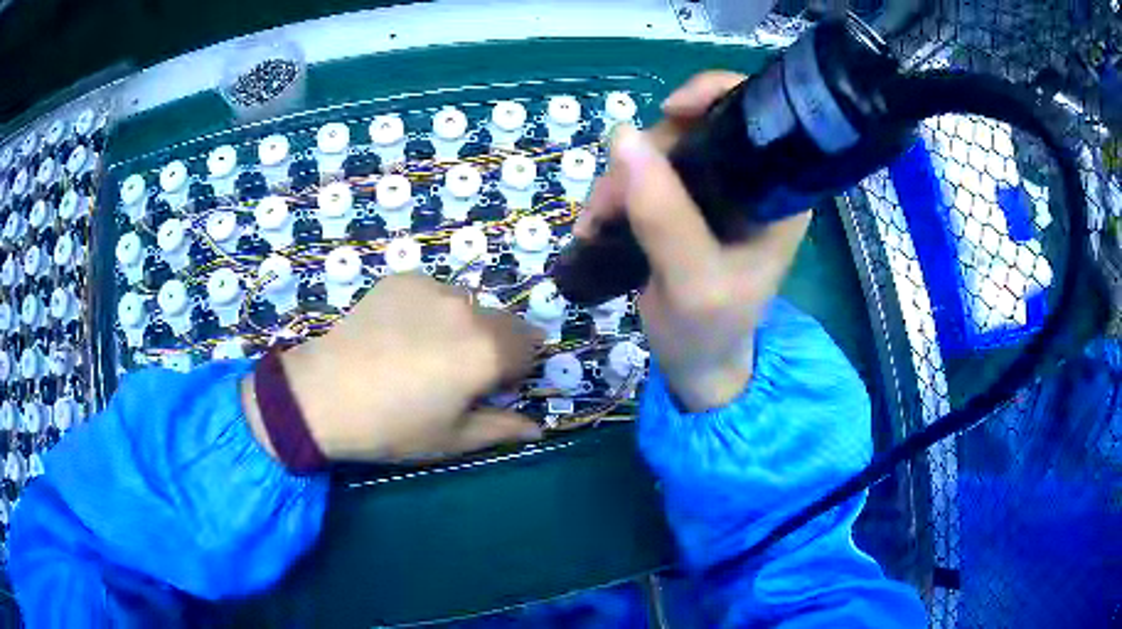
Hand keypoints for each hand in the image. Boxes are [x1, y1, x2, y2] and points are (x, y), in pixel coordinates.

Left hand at [244, 273, 543, 462]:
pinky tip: (398, 334)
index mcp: (487, 350)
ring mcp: (432, 288)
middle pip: (504, 321)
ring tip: (422, 351)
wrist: (324, 395)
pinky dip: (428, 311)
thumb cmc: (393, 427)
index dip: (517, 370)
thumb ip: (502, 428)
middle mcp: (467, 309)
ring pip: (467, 305)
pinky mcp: (402, 279)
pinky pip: (432, 292)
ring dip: (461, 326)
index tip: (493, 388)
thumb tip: (537, 428)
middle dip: (494, 345)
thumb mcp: (453, 438)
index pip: (531, 346)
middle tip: (457, 372)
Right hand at [575, 72, 811, 411]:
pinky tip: (598, 222)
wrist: (696, 363)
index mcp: (778, 192)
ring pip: (661, 149)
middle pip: (695, 127)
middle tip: (610, 205)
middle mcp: (751, 180)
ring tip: (597, 223)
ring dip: (621, 179)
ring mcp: (716, 189)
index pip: (756, 115)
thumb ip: (665, 215)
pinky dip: (616, 191)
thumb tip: (622, 137)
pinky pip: (645, 173)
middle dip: (647, 155)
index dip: (713, 96)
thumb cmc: (709, 330)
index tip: (667, 113)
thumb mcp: (692, 282)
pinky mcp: (686, 202)